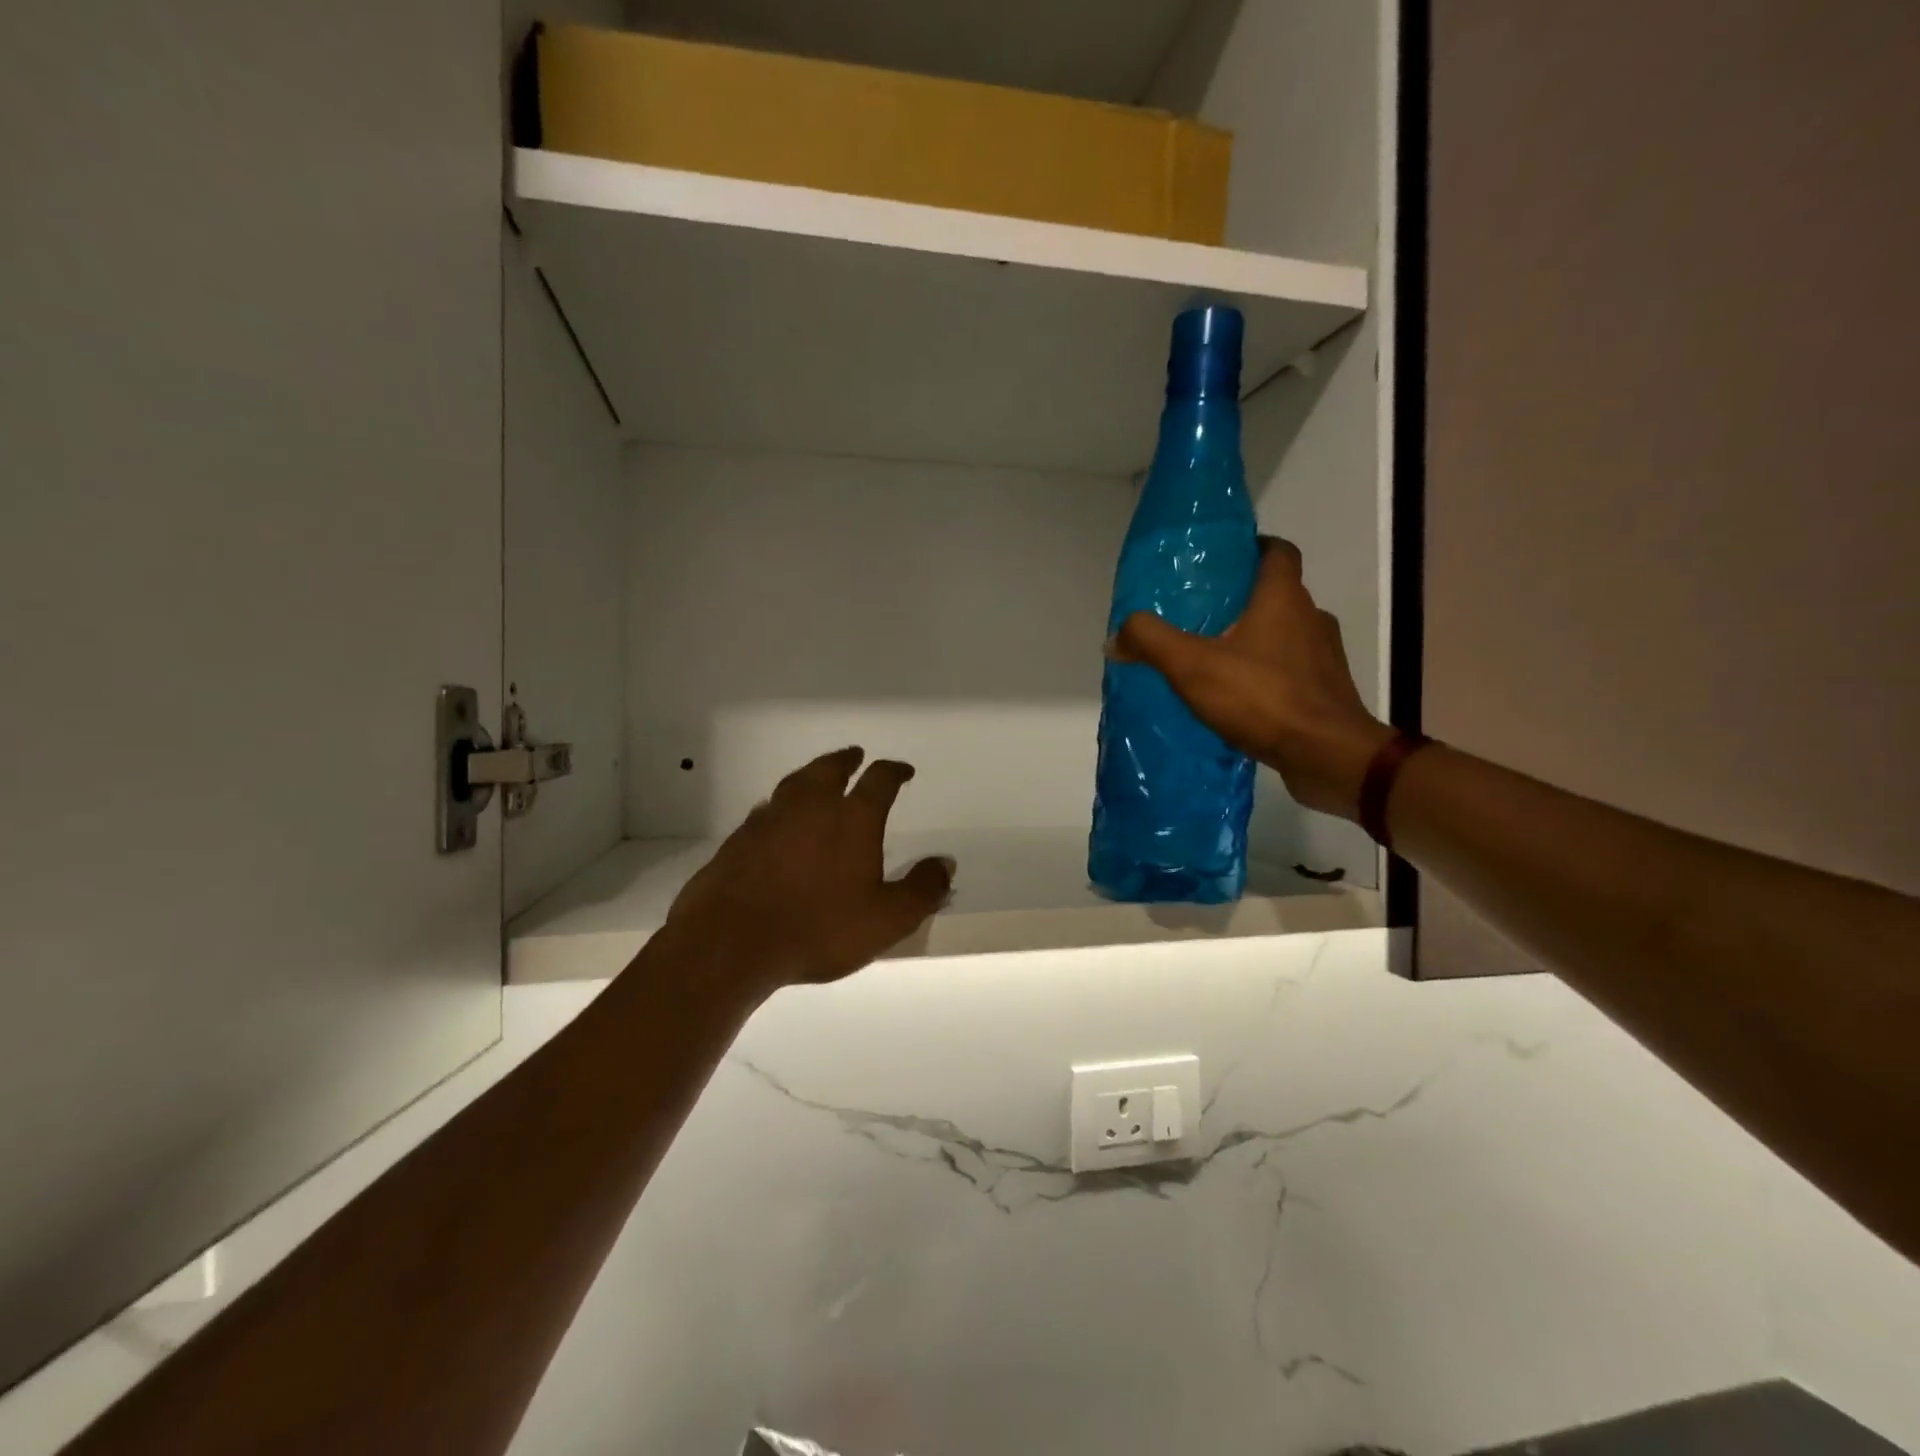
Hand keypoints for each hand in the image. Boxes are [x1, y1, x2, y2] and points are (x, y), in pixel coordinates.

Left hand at [666, 747, 954, 991]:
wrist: (731, 943)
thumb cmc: (819, 929)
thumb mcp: (887, 919)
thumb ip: (922, 890)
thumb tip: (946, 863)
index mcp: (852, 818)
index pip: (879, 780)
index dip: (894, 771)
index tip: (903, 771)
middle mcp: (810, 806)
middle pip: (829, 768)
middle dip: (846, 760)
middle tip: (854, 756)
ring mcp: (769, 819)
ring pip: (794, 784)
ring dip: (811, 776)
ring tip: (817, 779)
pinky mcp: (738, 839)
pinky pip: (766, 811)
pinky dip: (780, 807)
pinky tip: (778, 821)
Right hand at [1111, 537, 1392, 820]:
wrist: (1327, 755)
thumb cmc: (1263, 698)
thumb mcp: (1192, 666)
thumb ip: (1151, 642)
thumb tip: (1116, 636)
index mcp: (1283, 599)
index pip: (1278, 552)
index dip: (1254, 548)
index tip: (1225, 559)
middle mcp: (1311, 618)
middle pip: (1279, 594)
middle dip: (1245, 599)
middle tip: (1203, 614)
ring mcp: (1324, 657)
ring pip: (1287, 634)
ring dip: (1257, 639)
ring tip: (1216, 659)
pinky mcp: (1327, 692)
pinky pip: (1293, 671)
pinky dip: (1269, 674)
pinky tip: (1241, 697)